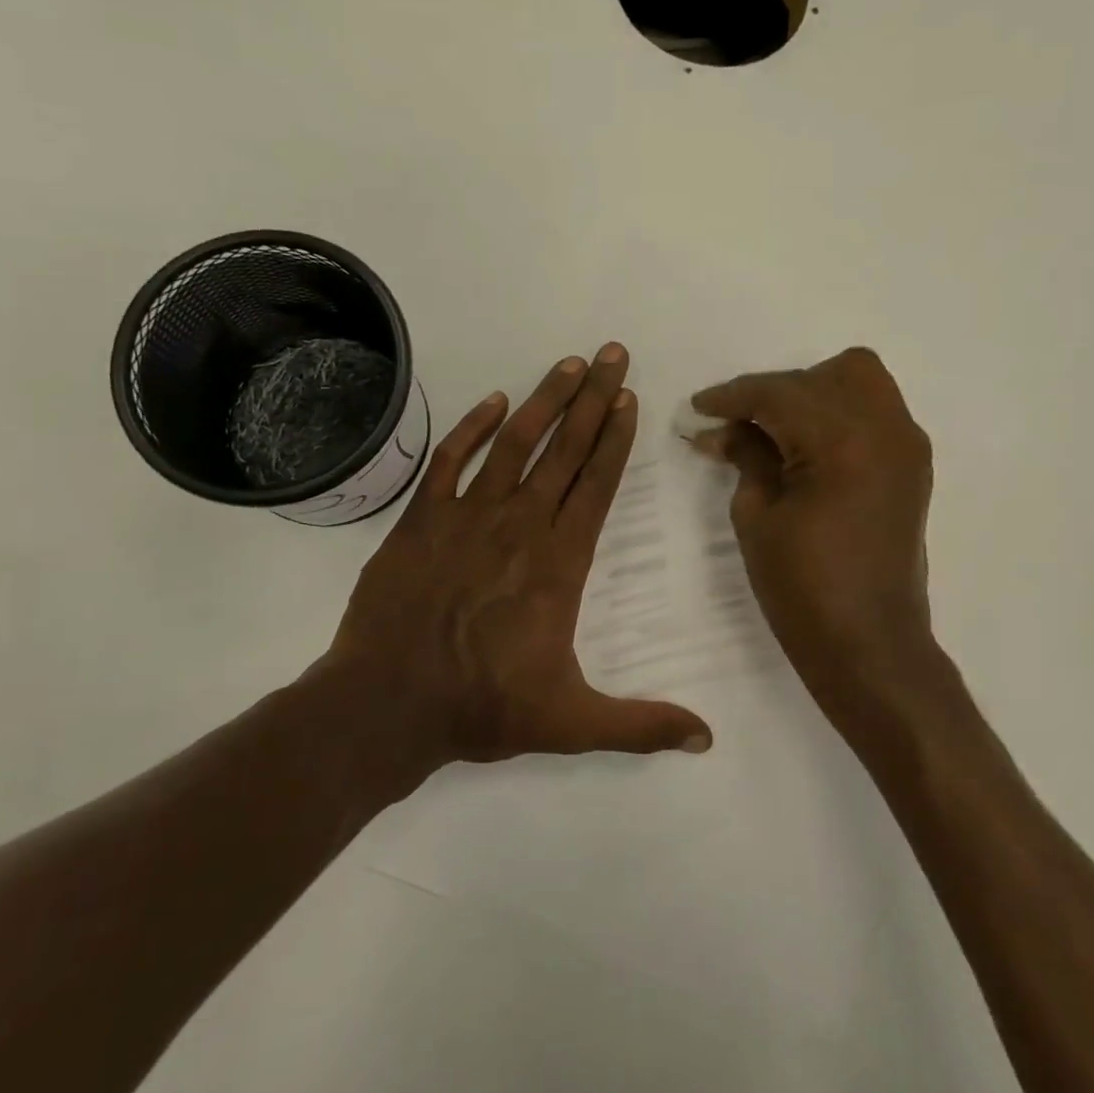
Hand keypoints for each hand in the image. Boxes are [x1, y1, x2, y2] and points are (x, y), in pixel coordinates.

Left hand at [327, 344, 711, 769]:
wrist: (387, 704)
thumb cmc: (482, 708)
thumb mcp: (571, 723)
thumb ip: (641, 726)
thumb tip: (707, 739)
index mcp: (559, 562)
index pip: (596, 484)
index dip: (615, 438)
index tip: (629, 397)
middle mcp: (519, 525)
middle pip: (564, 450)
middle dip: (592, 398)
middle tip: (613, 353)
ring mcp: (467, 516)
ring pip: (514, 444)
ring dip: (543, 400)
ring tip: (568, 363)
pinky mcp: (421, 519)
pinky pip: (450, 460)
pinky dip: (472, 428)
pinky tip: (493, 402)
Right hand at [692, 348, 938, 746]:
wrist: (870, 645)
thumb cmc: (803, 587)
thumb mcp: (757, 516)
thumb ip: (746, 457)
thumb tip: (722, 428)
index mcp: (842, 440)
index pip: (780, 393)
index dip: (733, 396)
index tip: (699, 408)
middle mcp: (885, 428)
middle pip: (825, 376)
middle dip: (774, 392)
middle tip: (738, 426)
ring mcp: (907, 446)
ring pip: (859, 382)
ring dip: (812, 394)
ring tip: (775, 432)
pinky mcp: (913, 466)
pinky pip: (875, 412)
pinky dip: (838, 415)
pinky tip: (807, 448)